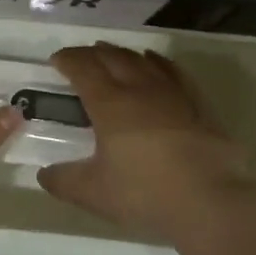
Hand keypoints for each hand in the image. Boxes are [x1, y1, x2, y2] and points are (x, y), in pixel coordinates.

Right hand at [37, 42, 255, 241]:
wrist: (211, 201)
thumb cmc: (145, 193)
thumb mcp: (94, 193)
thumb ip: (64, 181)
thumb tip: (44, 174)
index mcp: (109, 104)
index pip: (83, 68)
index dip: (67, 60)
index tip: (56, 60)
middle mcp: (139, 89)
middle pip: (112, 57)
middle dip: (92, 53)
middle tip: (80, 57)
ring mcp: (173, 94)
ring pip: (143, 60)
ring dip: (122, 53)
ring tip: (111, 54)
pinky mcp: (198, 104)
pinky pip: (174, 71)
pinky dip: (158, 62)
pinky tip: (155, 62)